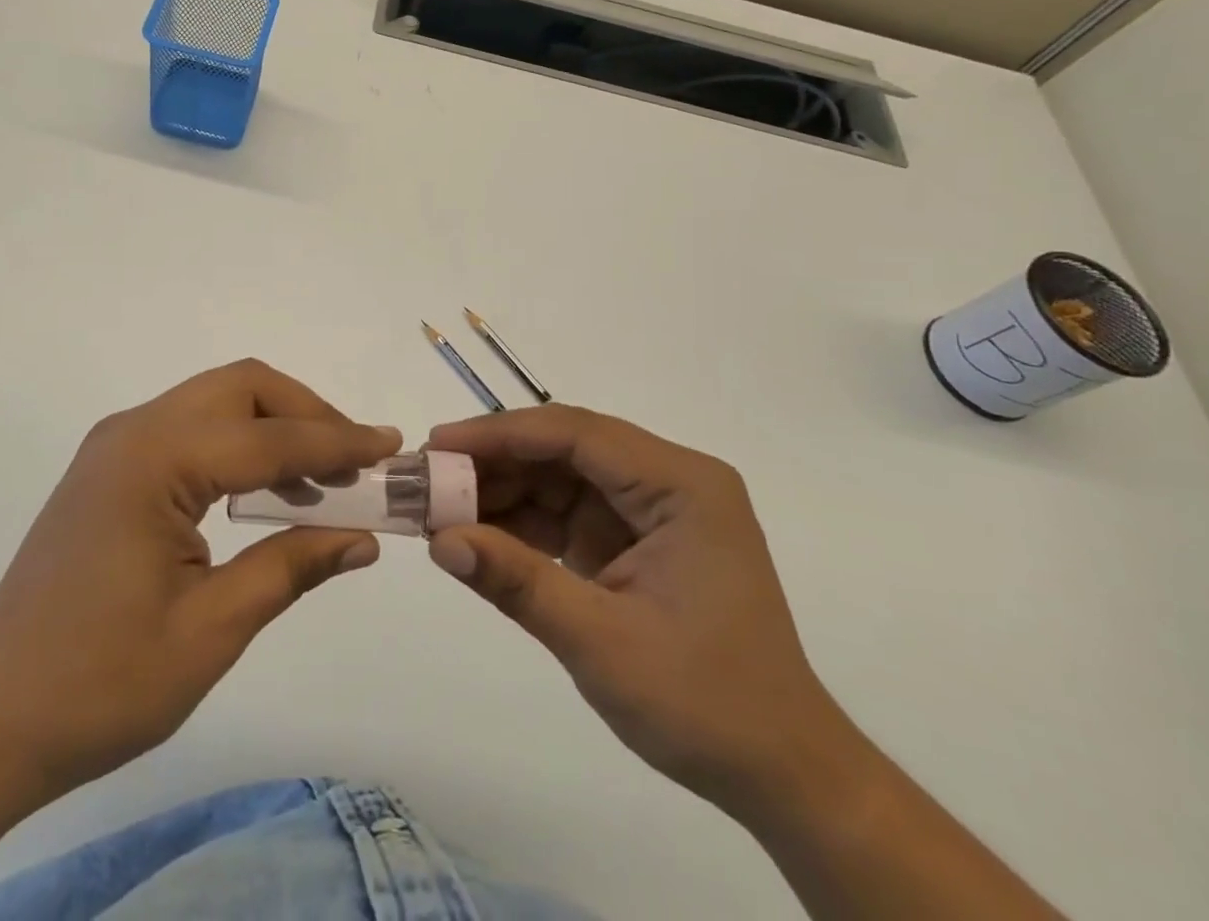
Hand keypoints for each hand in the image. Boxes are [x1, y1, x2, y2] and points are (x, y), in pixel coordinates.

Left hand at [0, 359, 399, 797]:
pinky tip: (264, 491)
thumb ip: (291, 567)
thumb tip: (363, 537)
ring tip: (320, 478)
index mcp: (156, 459)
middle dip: (305, 413)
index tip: (390, 445)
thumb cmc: (101, 682)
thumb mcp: (211, 630)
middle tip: (353, 461)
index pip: (269, 437)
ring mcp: (117, 445)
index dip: (336, 441)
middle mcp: (134, 431)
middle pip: (241, 388)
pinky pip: (191, 429)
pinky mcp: (111, 468)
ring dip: (274, 426)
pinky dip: (239, 443)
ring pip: (216, 401)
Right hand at [426, 405, 857, 817]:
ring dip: (500, 491)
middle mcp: (667, 482)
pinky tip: (475, 533)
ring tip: (438, 507)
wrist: (781, 775)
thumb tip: (439, 541)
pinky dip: (520, 523)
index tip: (438, 445)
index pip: (576, 435)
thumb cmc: (706, 704)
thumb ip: (518, 582)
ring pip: (558, 478)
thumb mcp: (602, 642)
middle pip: (564, 450)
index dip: (501, 434)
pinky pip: (566, 514)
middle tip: (427, 479)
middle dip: (493, 462)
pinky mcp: (634, 540)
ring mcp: (651, 510)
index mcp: (680, 485)